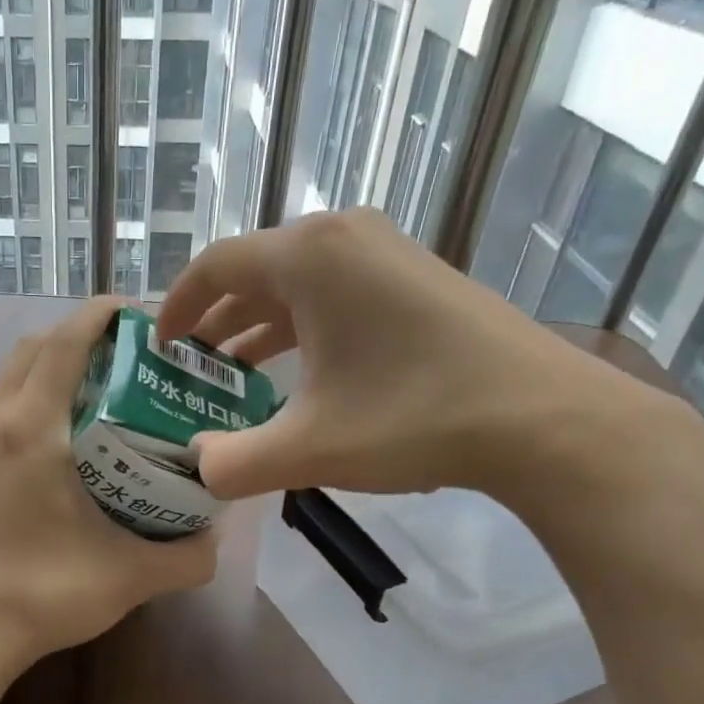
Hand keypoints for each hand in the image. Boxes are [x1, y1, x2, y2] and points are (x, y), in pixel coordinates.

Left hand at [0, 296, 217, 670]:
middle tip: (131, 355)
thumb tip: (215, 538)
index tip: (142, 315)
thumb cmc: (44, 592)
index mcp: (32, 428)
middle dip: (82, 335)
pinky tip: (70, 434)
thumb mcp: (130, 575)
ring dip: (55, 364)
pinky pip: (3, 404)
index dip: (102, 315)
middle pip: (35, 347)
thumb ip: (187, 556)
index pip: (65, 343)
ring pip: (14, 374)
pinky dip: (36, 394)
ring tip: (105, 388)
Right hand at [154, 209, 699, 504]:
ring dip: (257, 325)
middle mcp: (344, 237)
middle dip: (214, 320)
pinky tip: (298, 372)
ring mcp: (386, 253)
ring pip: (297, 284)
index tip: (158, 348)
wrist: (546, 420)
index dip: (176, 307)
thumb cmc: (414, 418)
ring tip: (232, 373)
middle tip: (190, 368)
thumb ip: (232, 462)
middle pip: (254, 271)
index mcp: (309, 256)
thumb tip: (195, 467)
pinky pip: (335, 292)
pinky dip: (302, 327)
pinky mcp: (415, 278)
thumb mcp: (308, 448)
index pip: (215, 266)